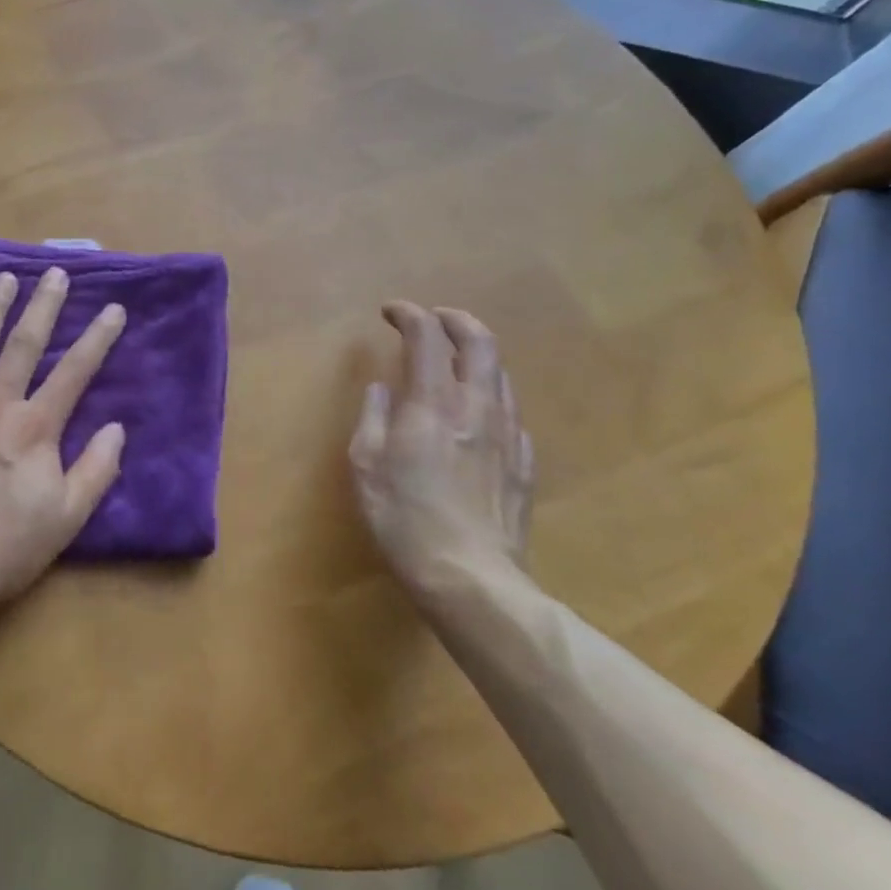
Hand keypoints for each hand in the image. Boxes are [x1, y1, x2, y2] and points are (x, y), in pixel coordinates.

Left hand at [0, 268, 127, 602]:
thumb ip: (97, 469)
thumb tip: (116, 428)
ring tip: (3, 279)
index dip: (98, 338)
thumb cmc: (6, 546)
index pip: (75, 372)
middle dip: (43, 306)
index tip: (114, 308)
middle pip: (24, 345)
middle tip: (54, 273)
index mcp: (35, 426)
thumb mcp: (67, 517)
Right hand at [349, 302, 535, 603]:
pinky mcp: (524, 464)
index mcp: (433, 404)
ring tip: (455, 363)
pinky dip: (491, 397)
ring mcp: (508, 435)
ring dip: (476, 356)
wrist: (469, 577)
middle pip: (480, 342)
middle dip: (456, 320)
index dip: (408, 315)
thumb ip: (374, 418)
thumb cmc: (403, 519)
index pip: (426, 337)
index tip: (390, 312)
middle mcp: (476, 408)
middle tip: (435, 319)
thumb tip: (381, 390)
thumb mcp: (366, 466)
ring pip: (501, 375)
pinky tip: (478, 414)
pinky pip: (511, 413)